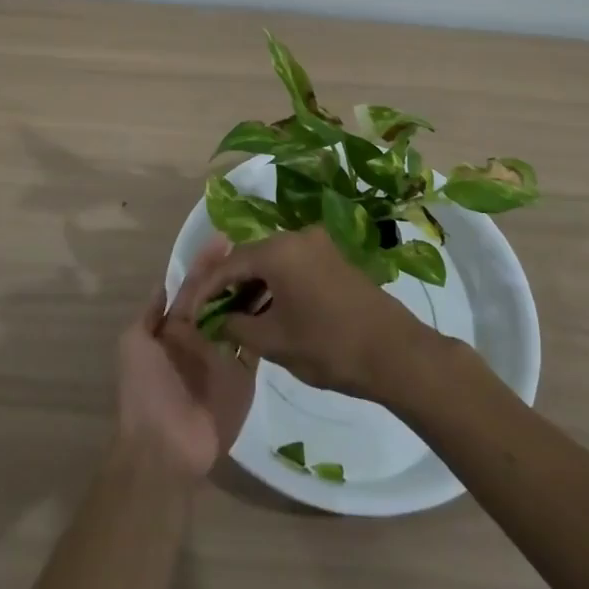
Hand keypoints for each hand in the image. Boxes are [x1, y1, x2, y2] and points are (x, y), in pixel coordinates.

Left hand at [115, 238, 255, 481]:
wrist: (165, 448)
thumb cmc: (146, 391)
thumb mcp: (134, 344)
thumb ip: (150, 314)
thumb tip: (164, 283)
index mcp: (175, 328)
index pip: (194, 288)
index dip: (207, 264)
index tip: (225, 239)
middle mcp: (202, 338)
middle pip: (222, 300)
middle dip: (236, 276)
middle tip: (258, 250)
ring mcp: (225, 358)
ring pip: (243, 320)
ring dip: (256, 297)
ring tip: (275, 270)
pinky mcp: (244, 378)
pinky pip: (258, 348)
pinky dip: (269, 329)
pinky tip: (285, 306)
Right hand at [178, 228, 440, 401]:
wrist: (394, 352)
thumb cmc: (328, 346)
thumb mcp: (274, 341)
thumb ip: (237, 326)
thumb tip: (217, 319)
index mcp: (279, 250)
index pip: (229, 264)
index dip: (208, 289)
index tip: (193, 312)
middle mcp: (298, 236)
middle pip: (251, 256)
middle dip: (231, 284)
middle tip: (215, 314)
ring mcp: (319, 244)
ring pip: (274, 260)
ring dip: (255, 284)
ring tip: (239, 317)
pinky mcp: (335, 257)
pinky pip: (294, 264)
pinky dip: (277, 283)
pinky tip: (270, 310)